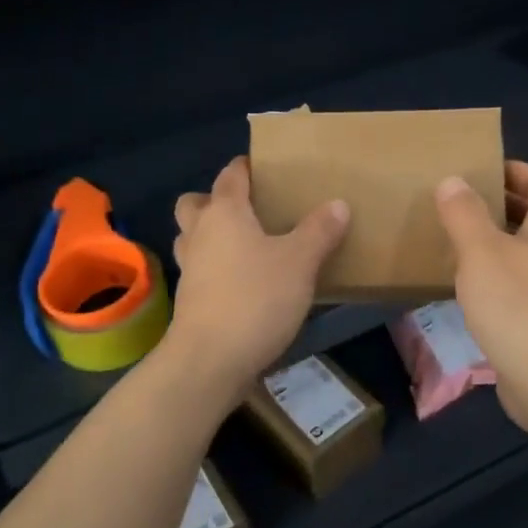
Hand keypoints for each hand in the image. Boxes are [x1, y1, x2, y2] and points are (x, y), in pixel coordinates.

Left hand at [169, 157, 349, 394]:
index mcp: (224, 213)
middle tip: (247, 210)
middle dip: (214, 201)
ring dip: (210, 236)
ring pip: (192, 239)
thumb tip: (338, 204)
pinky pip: (200, 271)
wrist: (210, 360)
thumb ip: (319, 231)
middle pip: (195, 204)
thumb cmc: (256, 298)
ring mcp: (190, 269)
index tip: (263, 166)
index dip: (245, 167)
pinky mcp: (189, 301)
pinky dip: (215, 269)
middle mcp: (199, 234)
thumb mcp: (300, 262)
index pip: (230, 176)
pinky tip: (244, 283)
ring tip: (245, 246)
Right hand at [435, 160, 527, 435]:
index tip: (481, 172)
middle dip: (500, 206)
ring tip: (455, 244)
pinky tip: (467, 291)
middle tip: (458, 206)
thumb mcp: (481, 252)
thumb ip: (464, 214)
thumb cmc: (518, 307)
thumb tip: (453, 180)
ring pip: (525, 253)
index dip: (517, 170)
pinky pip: (519, 286)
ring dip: (494, 244)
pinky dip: (494, 279)